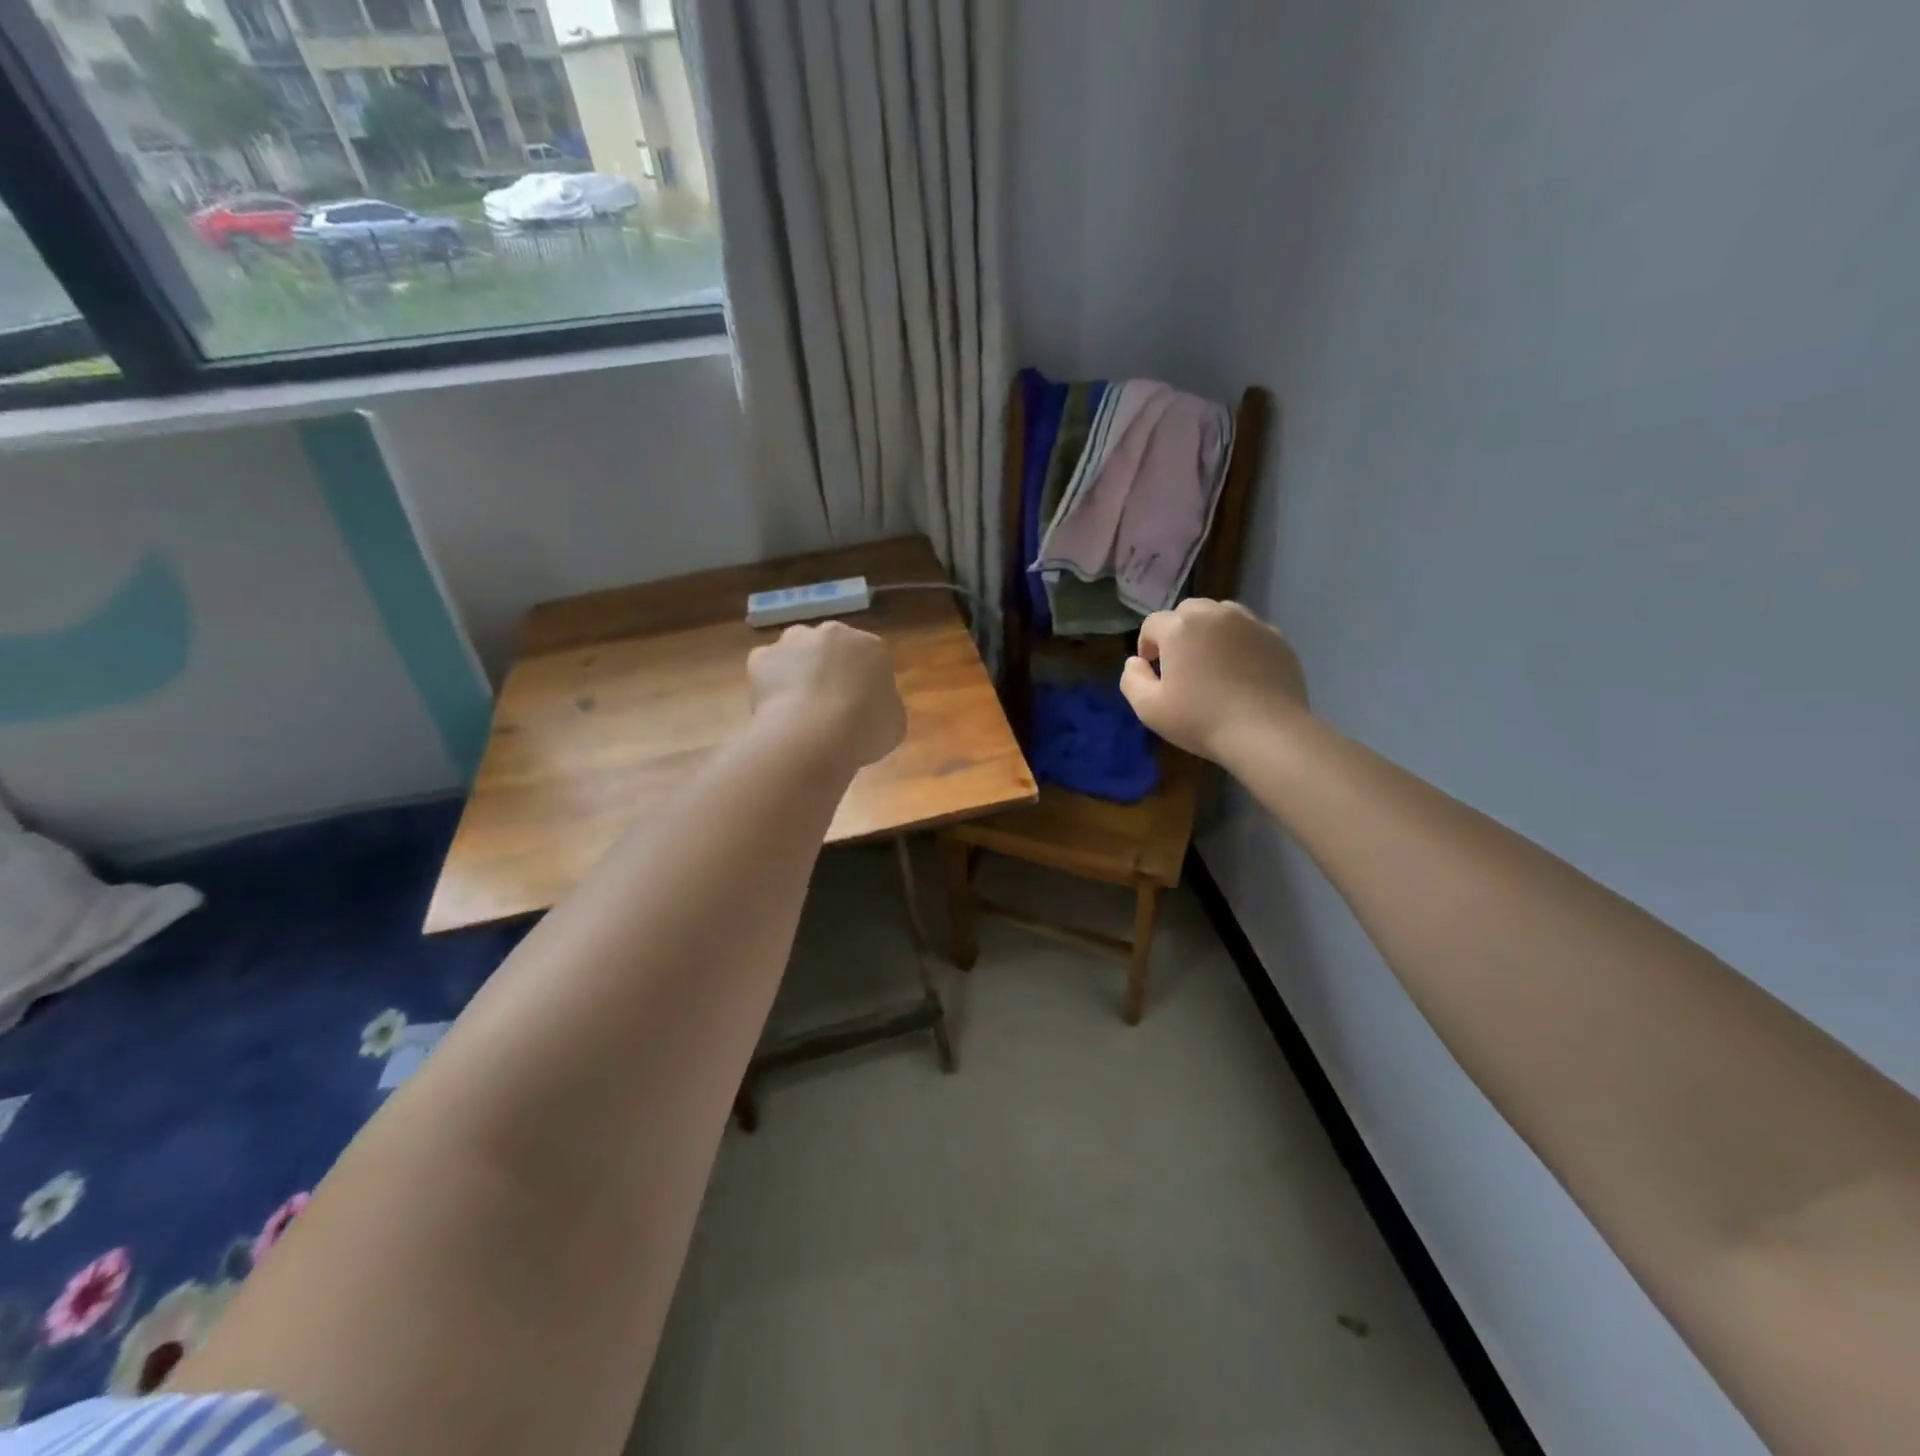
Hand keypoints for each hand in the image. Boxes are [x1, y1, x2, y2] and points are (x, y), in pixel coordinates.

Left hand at [748, 621, 906, 768]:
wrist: (814, 734)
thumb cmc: (865, 729)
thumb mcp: (895, 723)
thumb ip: (885, 706)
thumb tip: (872, 707)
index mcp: (871, 646)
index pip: (870, 658)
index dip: (863, 683)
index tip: (859, 707)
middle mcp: (833, 633)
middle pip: (831, 648)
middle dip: (829, 669)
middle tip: (828, 705)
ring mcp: (795, 641)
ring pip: (796, 652)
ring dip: (797, 670)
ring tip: (798, 707)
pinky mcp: (762, 656)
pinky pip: (767, 668)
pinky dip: (769, 683)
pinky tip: (775, 708)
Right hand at [1120, 599, 1309, 763]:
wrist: (1267, 732)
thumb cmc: (1201, 720)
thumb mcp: (1149, 709)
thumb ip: (1132, 679)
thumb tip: (1135, 662)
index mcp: (1179, 628)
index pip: (1152, 624)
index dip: (1147, 645)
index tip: (1153, 670)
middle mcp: (1214, 614)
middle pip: (1187, 611)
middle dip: (1178, 632)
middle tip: (1182, 664)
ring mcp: (1250, 623)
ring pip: (1220, 614)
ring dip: (1209, 631)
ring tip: (1212, 662)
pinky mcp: (1277, 637)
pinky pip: (1249, 631)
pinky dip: (1239, 643)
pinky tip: (1242, 672)